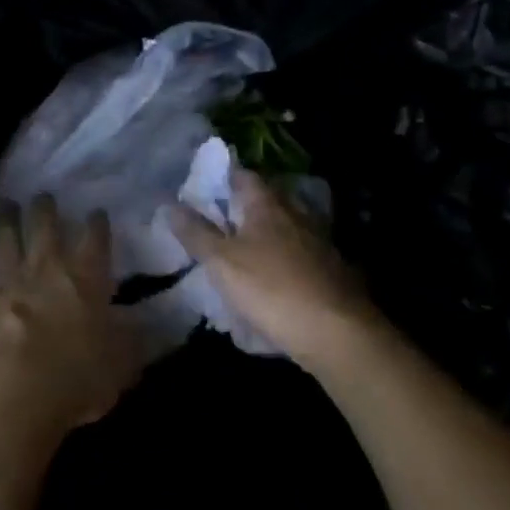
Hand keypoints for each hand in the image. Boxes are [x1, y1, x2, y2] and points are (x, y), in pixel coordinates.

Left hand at [0, 196, 143, 439]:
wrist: (12, 391)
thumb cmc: (76, 381)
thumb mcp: (120, 367)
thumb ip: (132, 343)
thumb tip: (149, 328)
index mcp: (86, 277)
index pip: (95, 238)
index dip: (96, 223)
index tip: (96, 214)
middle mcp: (45, 265)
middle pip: (43, 222)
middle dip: (44, 207)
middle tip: (42, 198)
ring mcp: (5, 275)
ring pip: (3, 233)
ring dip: (4, 217)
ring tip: (3, 205)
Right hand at [169, 167, 378, 366]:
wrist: (339, 334)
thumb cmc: (272, 288)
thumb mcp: (222, 262)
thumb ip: (196, 233)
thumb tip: (170, 205)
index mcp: (267, 203)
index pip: (242, 175)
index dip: (221, 178)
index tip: (201, 190)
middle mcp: (295, 213)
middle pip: (264, 200)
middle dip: (241, 208)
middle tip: (216, 223)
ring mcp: (318, 241)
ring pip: (283, 228)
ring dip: (262, 236)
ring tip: (240, 254)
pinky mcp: (331, 270)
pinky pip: (298, 256)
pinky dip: (281, 261)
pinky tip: (270, 281)